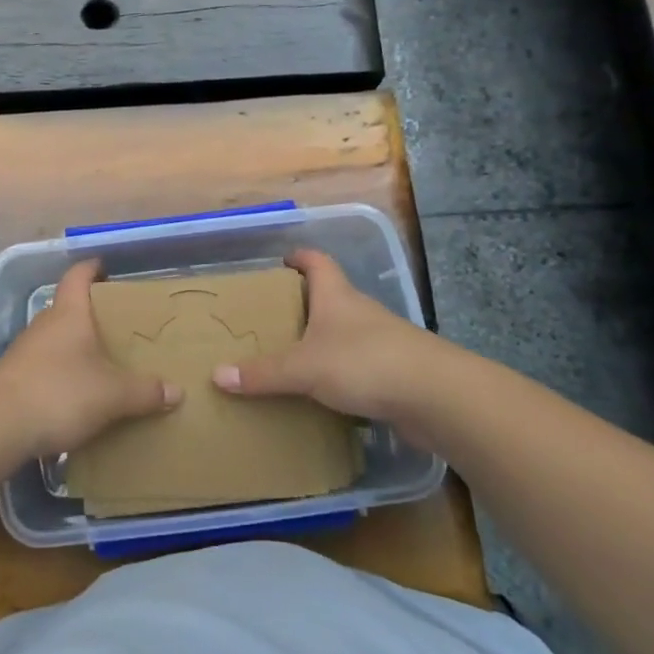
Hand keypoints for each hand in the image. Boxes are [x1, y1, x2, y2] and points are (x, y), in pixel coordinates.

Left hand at [0, 260, 181, 458]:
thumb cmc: (60, 392)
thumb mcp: (112, 395)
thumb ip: (145, 391)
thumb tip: (177, 390)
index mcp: (69, 313)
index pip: (78, 276)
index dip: (92, 268)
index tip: (107, 268)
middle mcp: (45, 324)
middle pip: (68, 308)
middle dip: (91, 314)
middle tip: (119, 325)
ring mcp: (25, 351)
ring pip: (56, 339)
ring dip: (75, 346)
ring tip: (102, 361)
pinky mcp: (15, 379)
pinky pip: (45, 366)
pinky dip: (62, 372)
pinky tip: (77, 393)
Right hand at [212, 248, 452, 450]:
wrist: (436, 397)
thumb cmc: (364, 363)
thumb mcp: (304, 368)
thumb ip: (263, 373)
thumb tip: (216, 375)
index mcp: (337, 296)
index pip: (317, 261)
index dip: (300, 257)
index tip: (282, 260)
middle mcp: (360, 312)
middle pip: (330, 297)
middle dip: (304, 305)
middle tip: (273, 318)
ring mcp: (382, 342)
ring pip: (345, 334)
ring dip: (323, 342)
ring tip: (292, 358)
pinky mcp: (395, 372)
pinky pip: (359, 367)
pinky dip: (341, 375)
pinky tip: (324, 394)